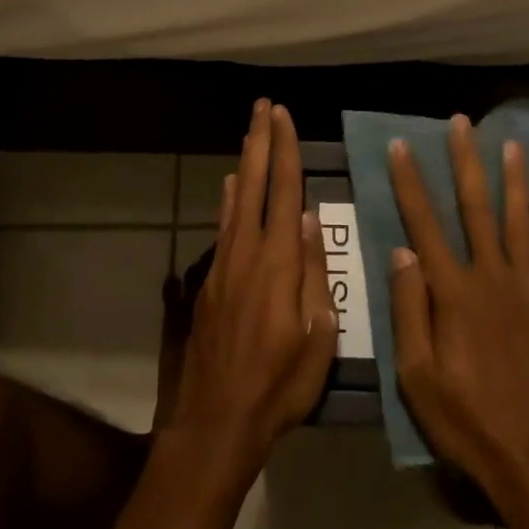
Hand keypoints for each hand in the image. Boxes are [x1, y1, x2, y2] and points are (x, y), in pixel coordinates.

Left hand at [164, 100, 338, 480]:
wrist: (217, 421)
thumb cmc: (279, 385)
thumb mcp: (317, 337)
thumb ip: (313, 274)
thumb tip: (308, 219)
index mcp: (278, 263)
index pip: (284, 192)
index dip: (285, 151)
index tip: (284, 116)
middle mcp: (246, 253)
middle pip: (252, 184)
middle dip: (259, 142)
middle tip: (263, 107)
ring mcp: (223, 266)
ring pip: (234, 201)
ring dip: (243, 163)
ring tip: (250, 134)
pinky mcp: (211, 283)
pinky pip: (223, 228)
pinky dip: (227, 200)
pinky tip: (228, 188)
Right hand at [387, 116, 528, 528]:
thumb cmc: (468, 424)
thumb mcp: (418, 379)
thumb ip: (410, 311)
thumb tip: (401, 252)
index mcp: (453, 295)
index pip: (424, 225)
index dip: (410, 183)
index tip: (401, 146)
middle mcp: (492, 279)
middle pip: (476, 208)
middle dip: (465, 162)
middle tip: (462, 123)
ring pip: (518, 221)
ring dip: (512, 179)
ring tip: (509, 144)